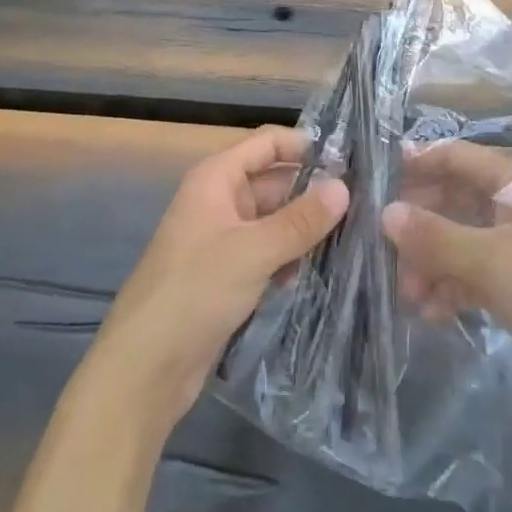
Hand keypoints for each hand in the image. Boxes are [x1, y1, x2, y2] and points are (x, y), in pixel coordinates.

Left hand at [85, 126, 348, 433]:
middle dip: (313, 191)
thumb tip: (344, 187)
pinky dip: (292, 256)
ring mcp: (224, 239)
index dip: (305, 146)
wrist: (145, 368)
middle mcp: (220, 200)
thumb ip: (301, 219)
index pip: (267, 143)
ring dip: (306, 227)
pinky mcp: (229, 275)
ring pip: (275, 220)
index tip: (350, 161)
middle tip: (365, 203)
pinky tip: (325, 268)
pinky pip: (269, 252)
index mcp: (216, 178)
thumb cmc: (195, 291)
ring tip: (357, 233)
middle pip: (275, 181)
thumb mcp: (254, 250)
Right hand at [382, 139, 511, 349]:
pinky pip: (473, 273)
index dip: (418, 163)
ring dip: (431, 263)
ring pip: (459, 239)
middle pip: (453, 199)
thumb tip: (386, 212)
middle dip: (420, 226)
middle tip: (386, 253)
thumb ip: (436, 236)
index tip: (377, 183)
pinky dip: (451, 287)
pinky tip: (432, 314)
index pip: (457, 156)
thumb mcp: (491, 261)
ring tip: (409, 297)